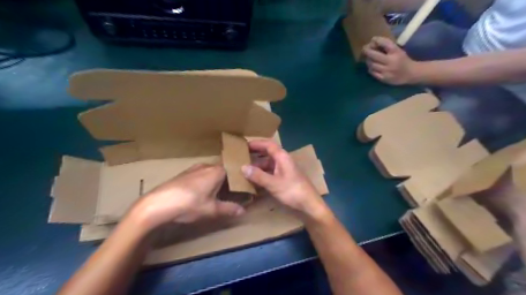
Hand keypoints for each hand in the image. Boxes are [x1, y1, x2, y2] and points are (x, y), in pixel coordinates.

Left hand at [128, 163, 245, 229]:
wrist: (158, 204)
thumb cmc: (190, 204)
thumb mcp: (212, 210)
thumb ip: (229, 209)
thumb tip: (243, 211)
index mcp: (217, 171)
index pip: (234, 170)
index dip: (239, 178)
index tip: (244, 187)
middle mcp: (207, 165)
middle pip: (223, 170)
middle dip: (228, 181)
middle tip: (233, 193)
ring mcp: (194, 168)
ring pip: (211, 172)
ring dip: (216, 181)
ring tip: (218, 194)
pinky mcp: (183, 173)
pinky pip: (201, 174)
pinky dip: (205, 181)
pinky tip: (201, 193)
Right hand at [242, 139, 326, 220]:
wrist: (309, 205)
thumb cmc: (293, 191)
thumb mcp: (274, 184)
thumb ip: (258, 175)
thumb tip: (242, 167)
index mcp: (282, 157)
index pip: (268, 145)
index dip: (257, 143)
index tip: (244, 145)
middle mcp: (283, 161)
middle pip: (268, 154)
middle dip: (255, 155)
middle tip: (241, 157)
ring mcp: (284, 171)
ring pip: (268, 165)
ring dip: (258, 167)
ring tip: (244, 170)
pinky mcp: (284, 180)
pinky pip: (271, 174)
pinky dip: (262, 175)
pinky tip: (253, 181)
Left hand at [364, 35, 421, 84]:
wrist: (411, 73)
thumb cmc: (403, 60)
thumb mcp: (398, 51)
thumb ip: (388, 47)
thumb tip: (373, 42)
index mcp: (397, 52)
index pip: (385, 43)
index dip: (377, 40)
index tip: (373, 39)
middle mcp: (391, 61)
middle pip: (375, 55)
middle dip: (367, 51)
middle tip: (364, 49)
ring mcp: (387, 70)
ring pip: (372, 64)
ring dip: (368, 60)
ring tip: (367, 58)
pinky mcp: (384, 78)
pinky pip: (373, 72)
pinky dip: (370, 68)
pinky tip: (371, 67)